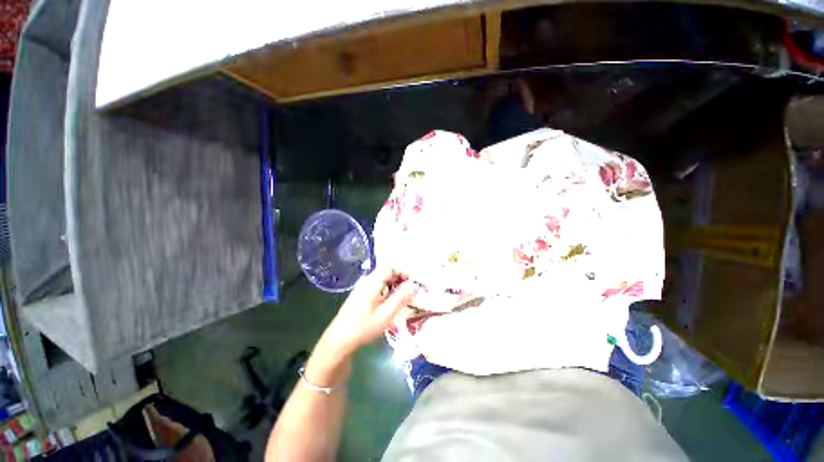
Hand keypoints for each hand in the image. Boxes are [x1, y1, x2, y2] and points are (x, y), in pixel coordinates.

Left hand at [306, 267, 417, 385]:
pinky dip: (388, 290)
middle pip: (387, 272)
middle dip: (401, 279)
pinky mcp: (360, 294)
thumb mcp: (386, 314)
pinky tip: (391, 303)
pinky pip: (378, 286)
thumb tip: (414, 285)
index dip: (404, 272)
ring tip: (404, 298)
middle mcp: (366, 280)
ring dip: (395, 285)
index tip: (414, 283)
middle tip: (412, 291)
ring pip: (383, 279)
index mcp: (372, 282)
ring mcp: (362, 287)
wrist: (338, 340)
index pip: (391, 267)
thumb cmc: (363, 327)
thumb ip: (401, 298)